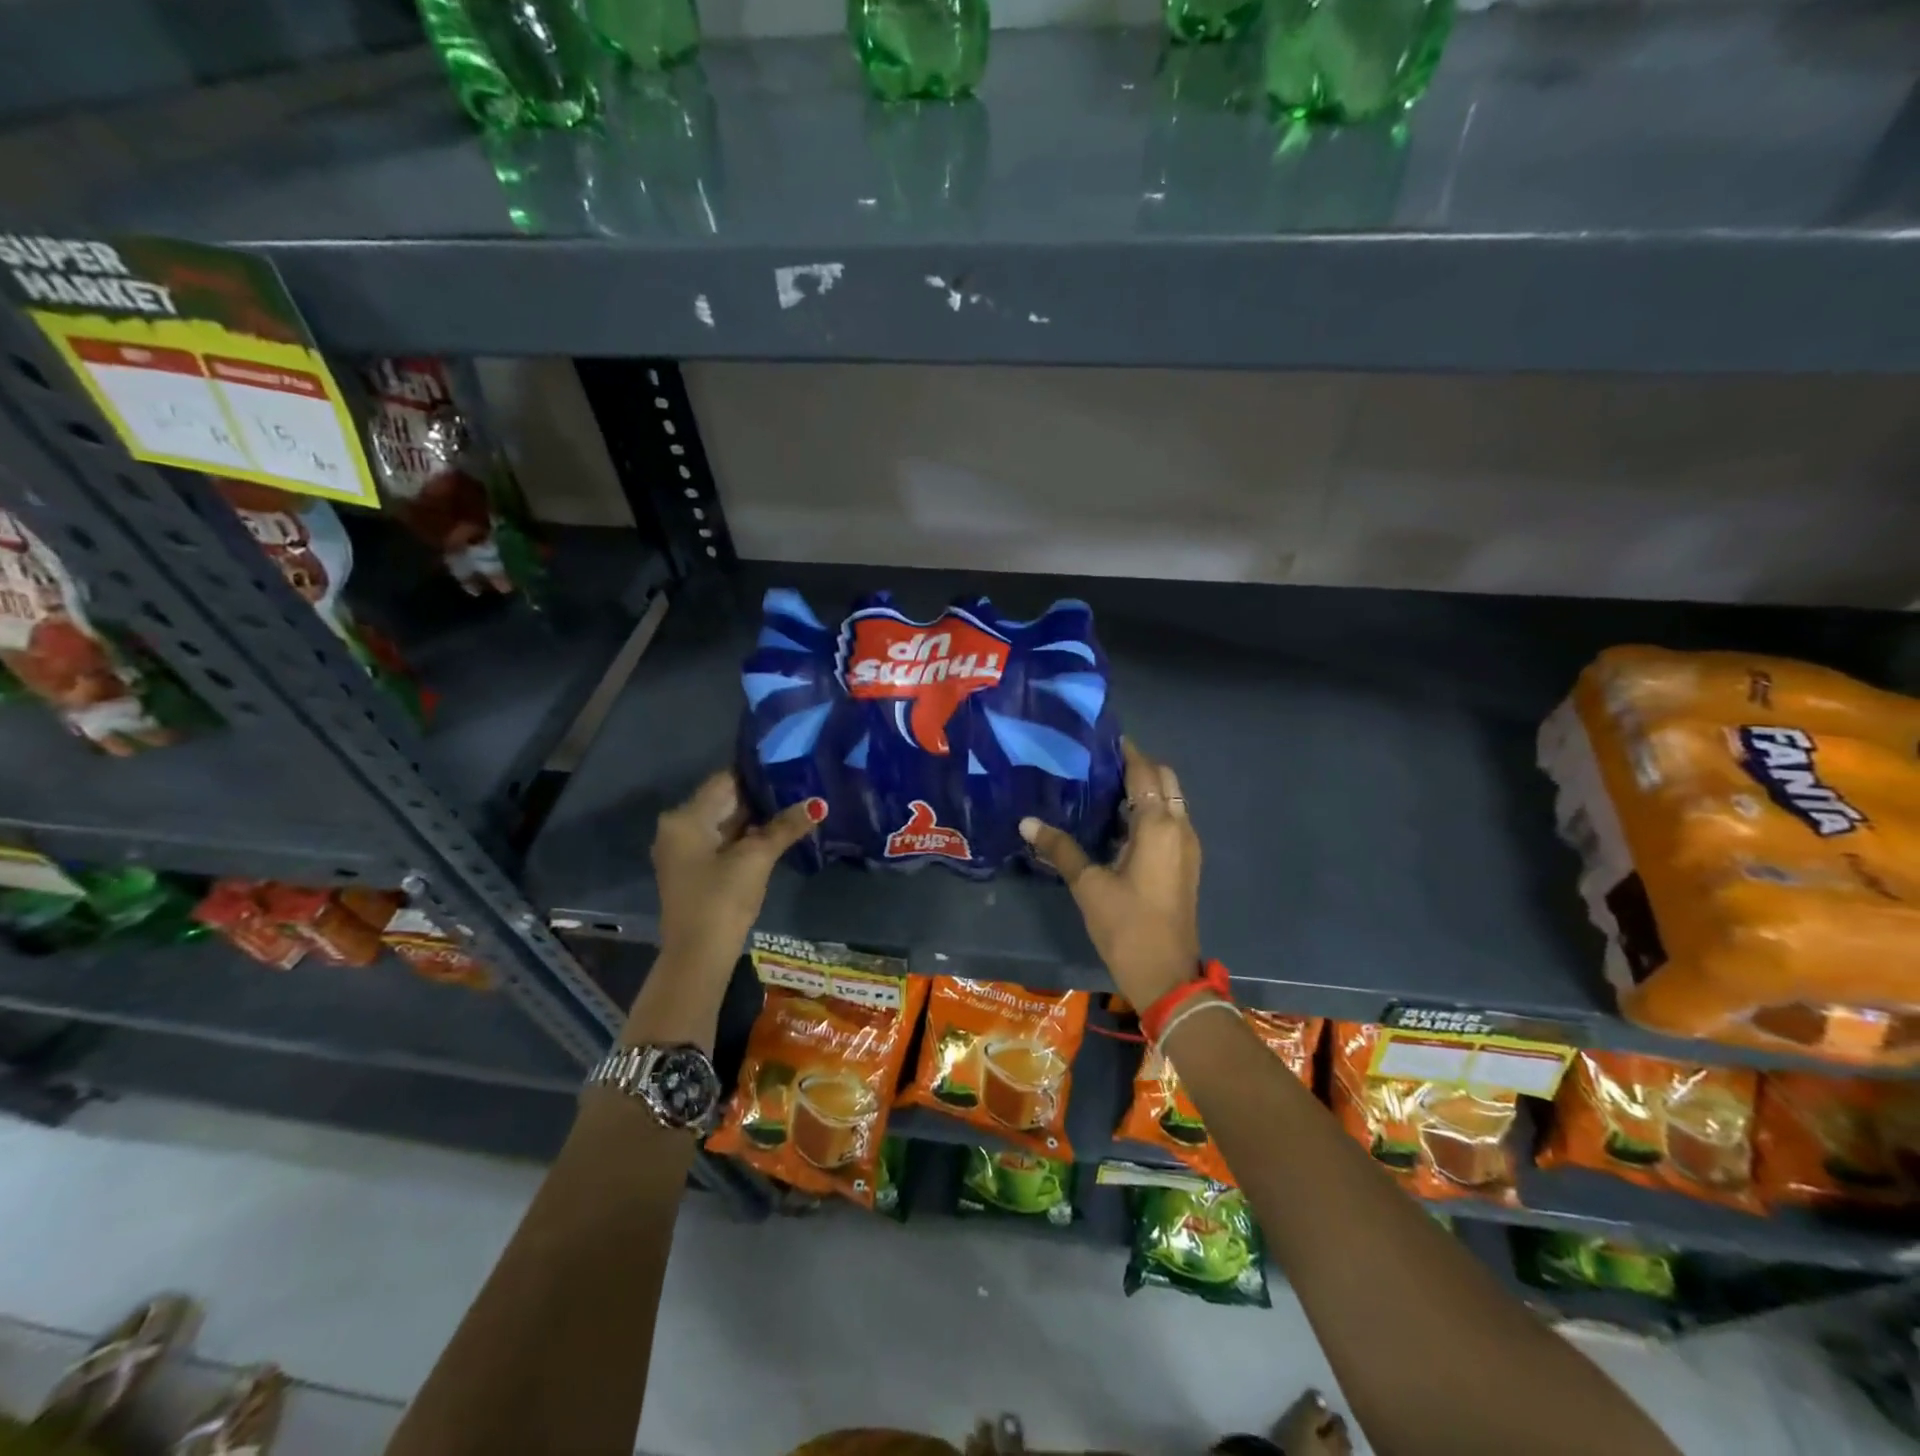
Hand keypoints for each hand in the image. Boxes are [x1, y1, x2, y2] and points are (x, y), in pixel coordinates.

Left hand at [651, 772, 823, 976]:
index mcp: (686, 817)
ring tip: (795, 804)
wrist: (699, 955)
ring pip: (727, 822)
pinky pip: (724, 841)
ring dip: (757, 817)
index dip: (758, 773)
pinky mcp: (696, 869)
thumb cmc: (722, 898)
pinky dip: (747, 836)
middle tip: (800, 784)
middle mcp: (679, 827)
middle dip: (761, 796)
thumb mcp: (757, 858)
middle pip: (725, 800)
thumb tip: (818, 803)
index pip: (726, 780)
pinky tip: (778, 832)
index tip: (790, 765)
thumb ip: (785, 826)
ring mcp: (686, 850)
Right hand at [1020, 740, 1201, 1008]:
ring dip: (1144, 789)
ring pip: (1170, 801)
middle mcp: (1179, 828)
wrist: (1166, 976)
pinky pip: (1170, 822)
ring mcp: (1187, 847)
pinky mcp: (1185, 864)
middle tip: (1097, 764)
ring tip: (1101, 788)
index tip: (1099, 738)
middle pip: (1165, 780)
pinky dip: (1149, 811)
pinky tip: (1116, 823)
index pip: (1144, 772)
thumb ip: (1061, 848)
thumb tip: (1027, 822)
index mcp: (1158, 826)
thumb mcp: (1088, 886)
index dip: (1125, 752)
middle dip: (1137, 766)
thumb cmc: (1127, 926)